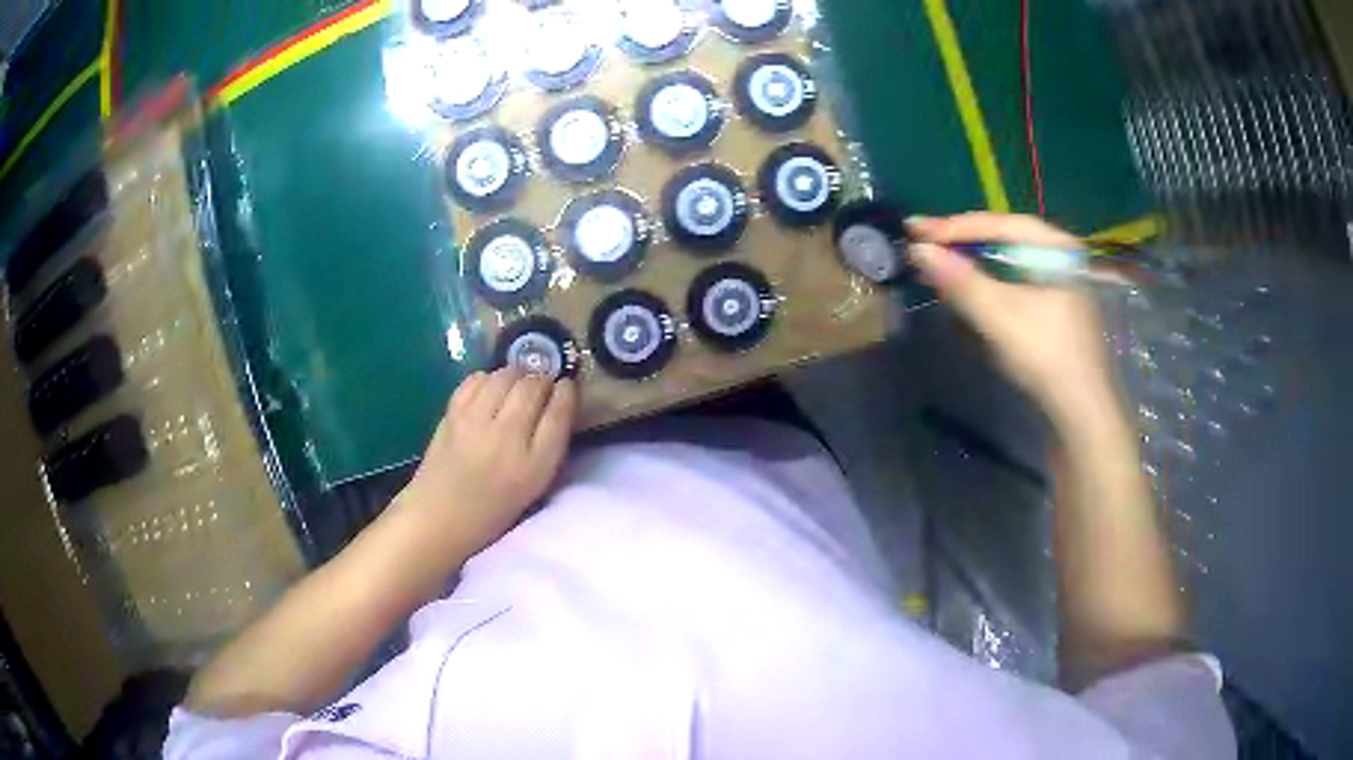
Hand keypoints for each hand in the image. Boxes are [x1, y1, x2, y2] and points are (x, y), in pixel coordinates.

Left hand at [400, 367, 577, 551]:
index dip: (567, 393)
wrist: (439, 518)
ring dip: (517, 375)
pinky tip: (489, 390)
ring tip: (516, 386)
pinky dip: (488, 379)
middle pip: (534, 386)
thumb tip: (557, 404)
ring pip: (506, 376)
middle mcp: (508, 438)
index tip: (566, 388)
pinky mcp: (453, 415)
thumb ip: (549, 445)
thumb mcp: (534, 486)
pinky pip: (477, 379)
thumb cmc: (491, 510)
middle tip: (541, 388)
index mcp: (535, 464)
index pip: (560, 412)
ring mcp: (477, 422)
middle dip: (542, 380)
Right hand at [908, 213, 1116, 425]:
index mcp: (1056, 247)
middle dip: (962, 246)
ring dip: (972, 269)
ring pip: (1007, 265)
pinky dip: (987, 290)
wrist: (1081, 413)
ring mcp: (1058, 285)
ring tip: (937, 268)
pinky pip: (1013, 288)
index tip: (915, 229)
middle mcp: (1059, 257)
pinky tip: (967, 298)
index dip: (954, 226)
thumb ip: (960, 281)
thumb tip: (918, 250)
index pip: (999, 224)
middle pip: (1003, 241)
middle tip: (922, 244)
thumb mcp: (1000, 316)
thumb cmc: (1046, 356)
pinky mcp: (1053, 311)